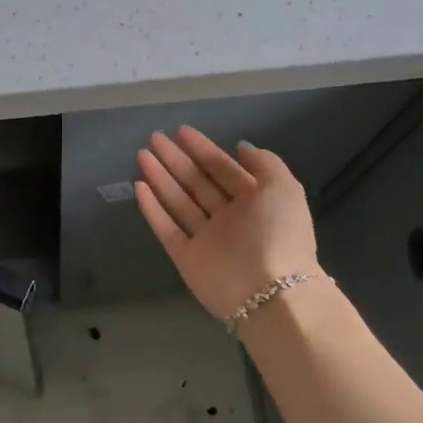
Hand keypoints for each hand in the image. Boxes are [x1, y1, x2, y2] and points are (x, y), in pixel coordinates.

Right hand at [135, 127, 322, 320]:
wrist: (269, 292)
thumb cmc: (277, 233)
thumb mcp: (283, 188)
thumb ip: (264, 163)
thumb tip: (242, 146)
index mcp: (253, 201)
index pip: (223, 169)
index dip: (203, 149)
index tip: (181, 131)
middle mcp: (228, 218)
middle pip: (197, 183)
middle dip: (176, 160)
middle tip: (154, 139)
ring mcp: (206, 238)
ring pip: (178, 202)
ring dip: (160, 178)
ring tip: (142, 155)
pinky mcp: (186, 257)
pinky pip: (166, 229)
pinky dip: (152, 210)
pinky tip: (139, 187)